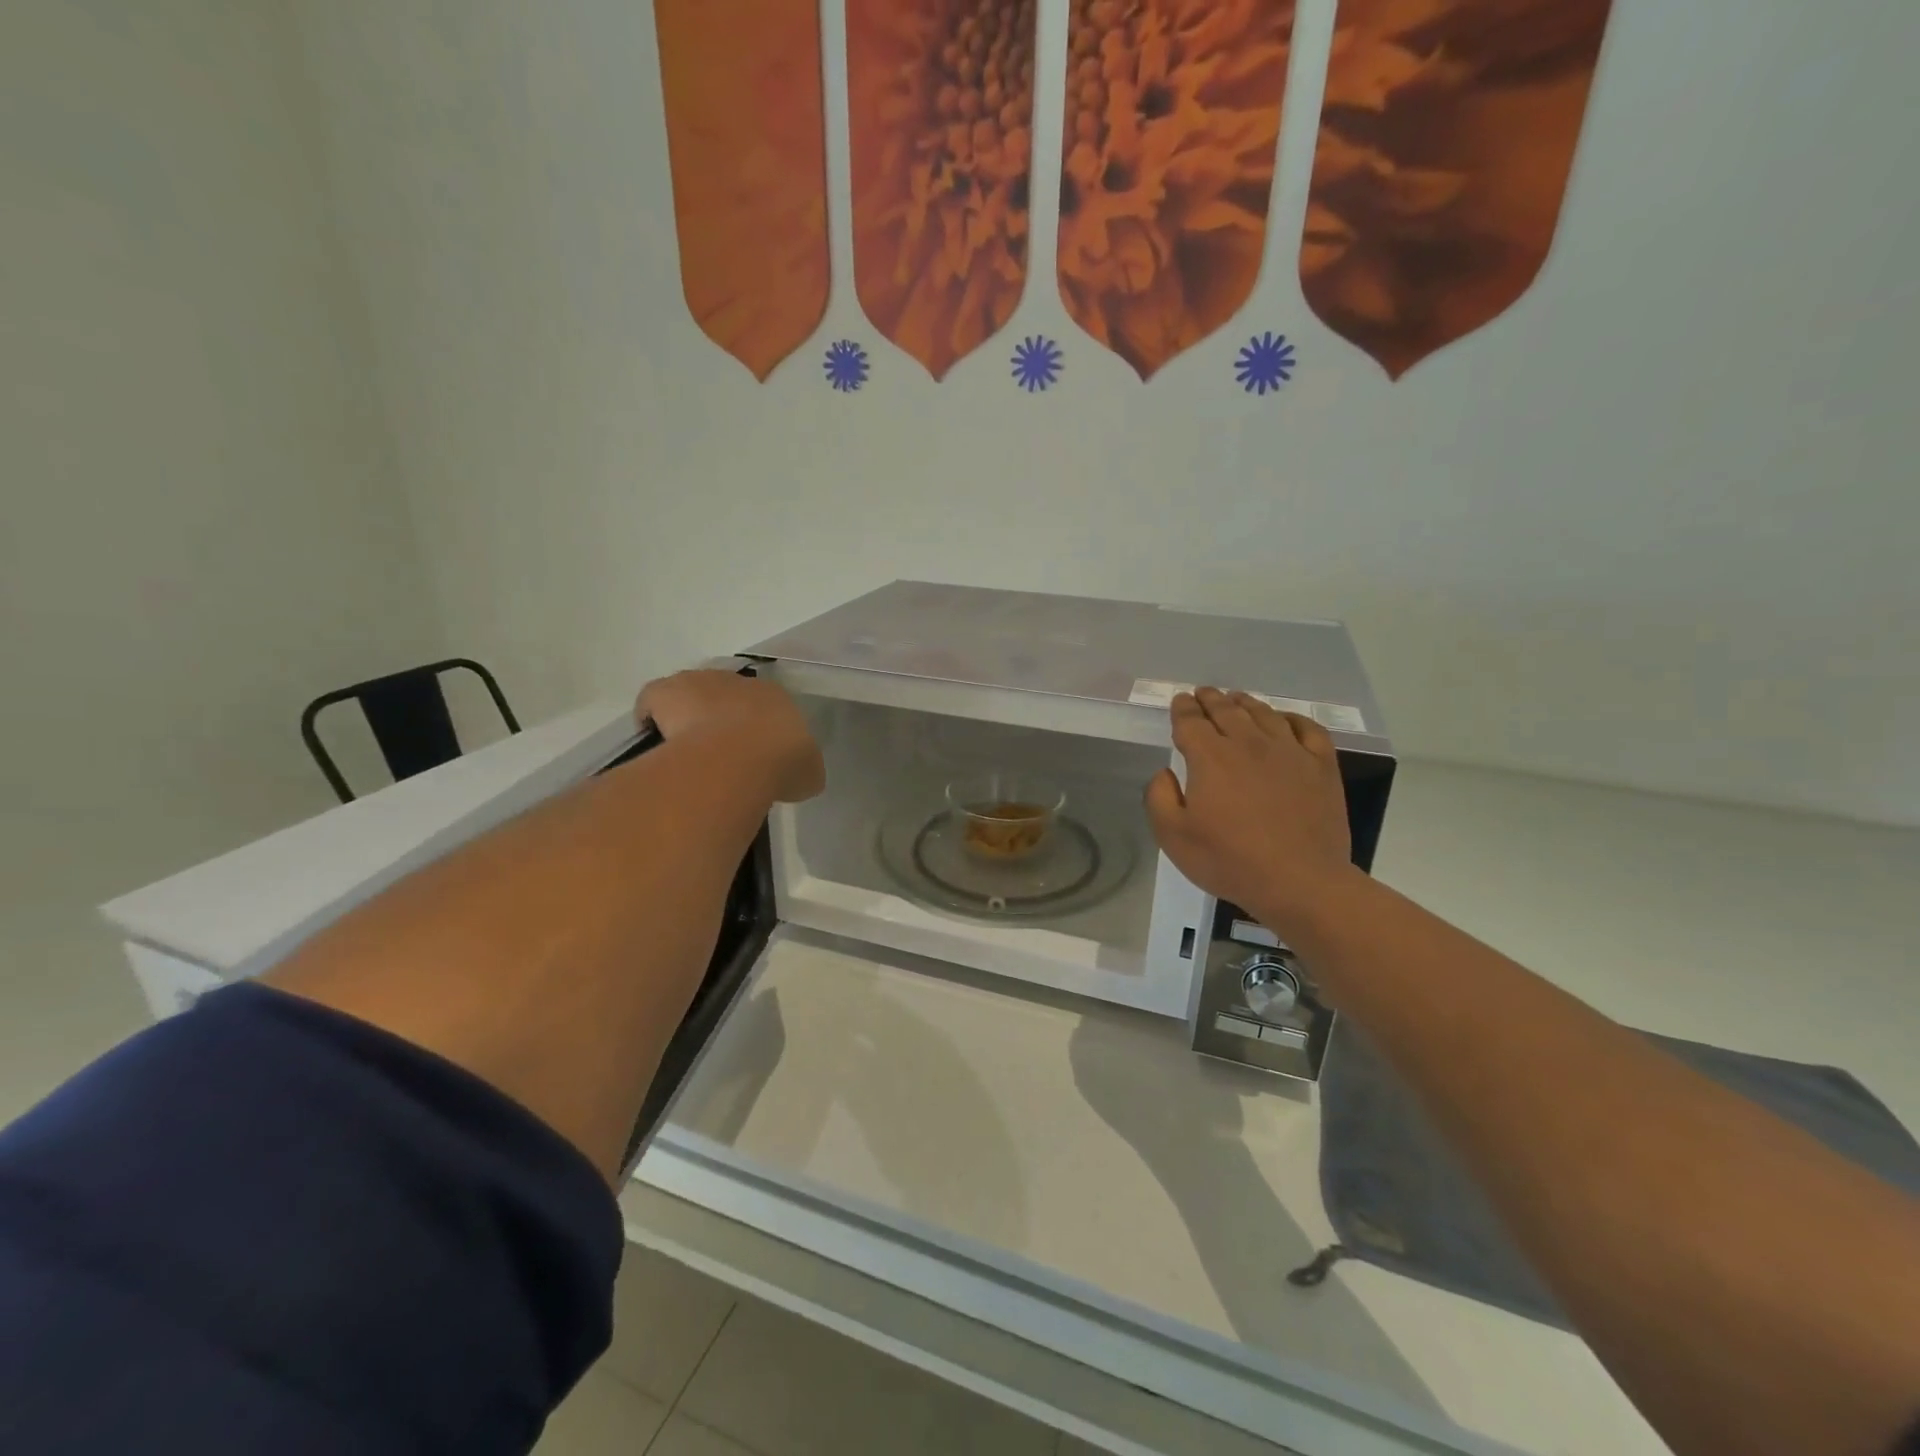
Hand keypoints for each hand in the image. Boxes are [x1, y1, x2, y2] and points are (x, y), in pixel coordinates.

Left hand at [635, 670, 825, 803]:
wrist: (738, 758)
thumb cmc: (782, 763)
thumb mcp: (808, 774)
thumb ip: (802, 769)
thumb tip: (797, 776)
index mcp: (776, 696)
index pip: (766, 705)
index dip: (758, 728)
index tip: (753, 753)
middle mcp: (738, 681)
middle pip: (726, 696)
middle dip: (722, 718)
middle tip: (720, 754)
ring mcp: (699, 682)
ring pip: (690, 693)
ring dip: (688, 716)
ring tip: (686, 751)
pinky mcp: (666, 690)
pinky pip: (654, 701)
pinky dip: (652, 719)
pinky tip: (657, 746)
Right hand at [1145, 688, 1355, 934]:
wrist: (1300, 881)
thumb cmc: (1229, 861)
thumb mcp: (1173, 837)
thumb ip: (1159, 797)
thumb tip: (1165, 773)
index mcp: (1210, 757)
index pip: (1191, 721)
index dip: (1183, 709)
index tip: (1179, 701)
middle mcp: (1249, 743)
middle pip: (1226, 711)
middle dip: (1211, 699)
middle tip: (1203, 693)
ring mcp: (1290, 751)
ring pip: (1264, 714)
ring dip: (1246, 703)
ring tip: (1237, 700)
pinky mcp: (1321, 766)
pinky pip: (1307, 728)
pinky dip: (1292, 718)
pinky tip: (1284, 720)